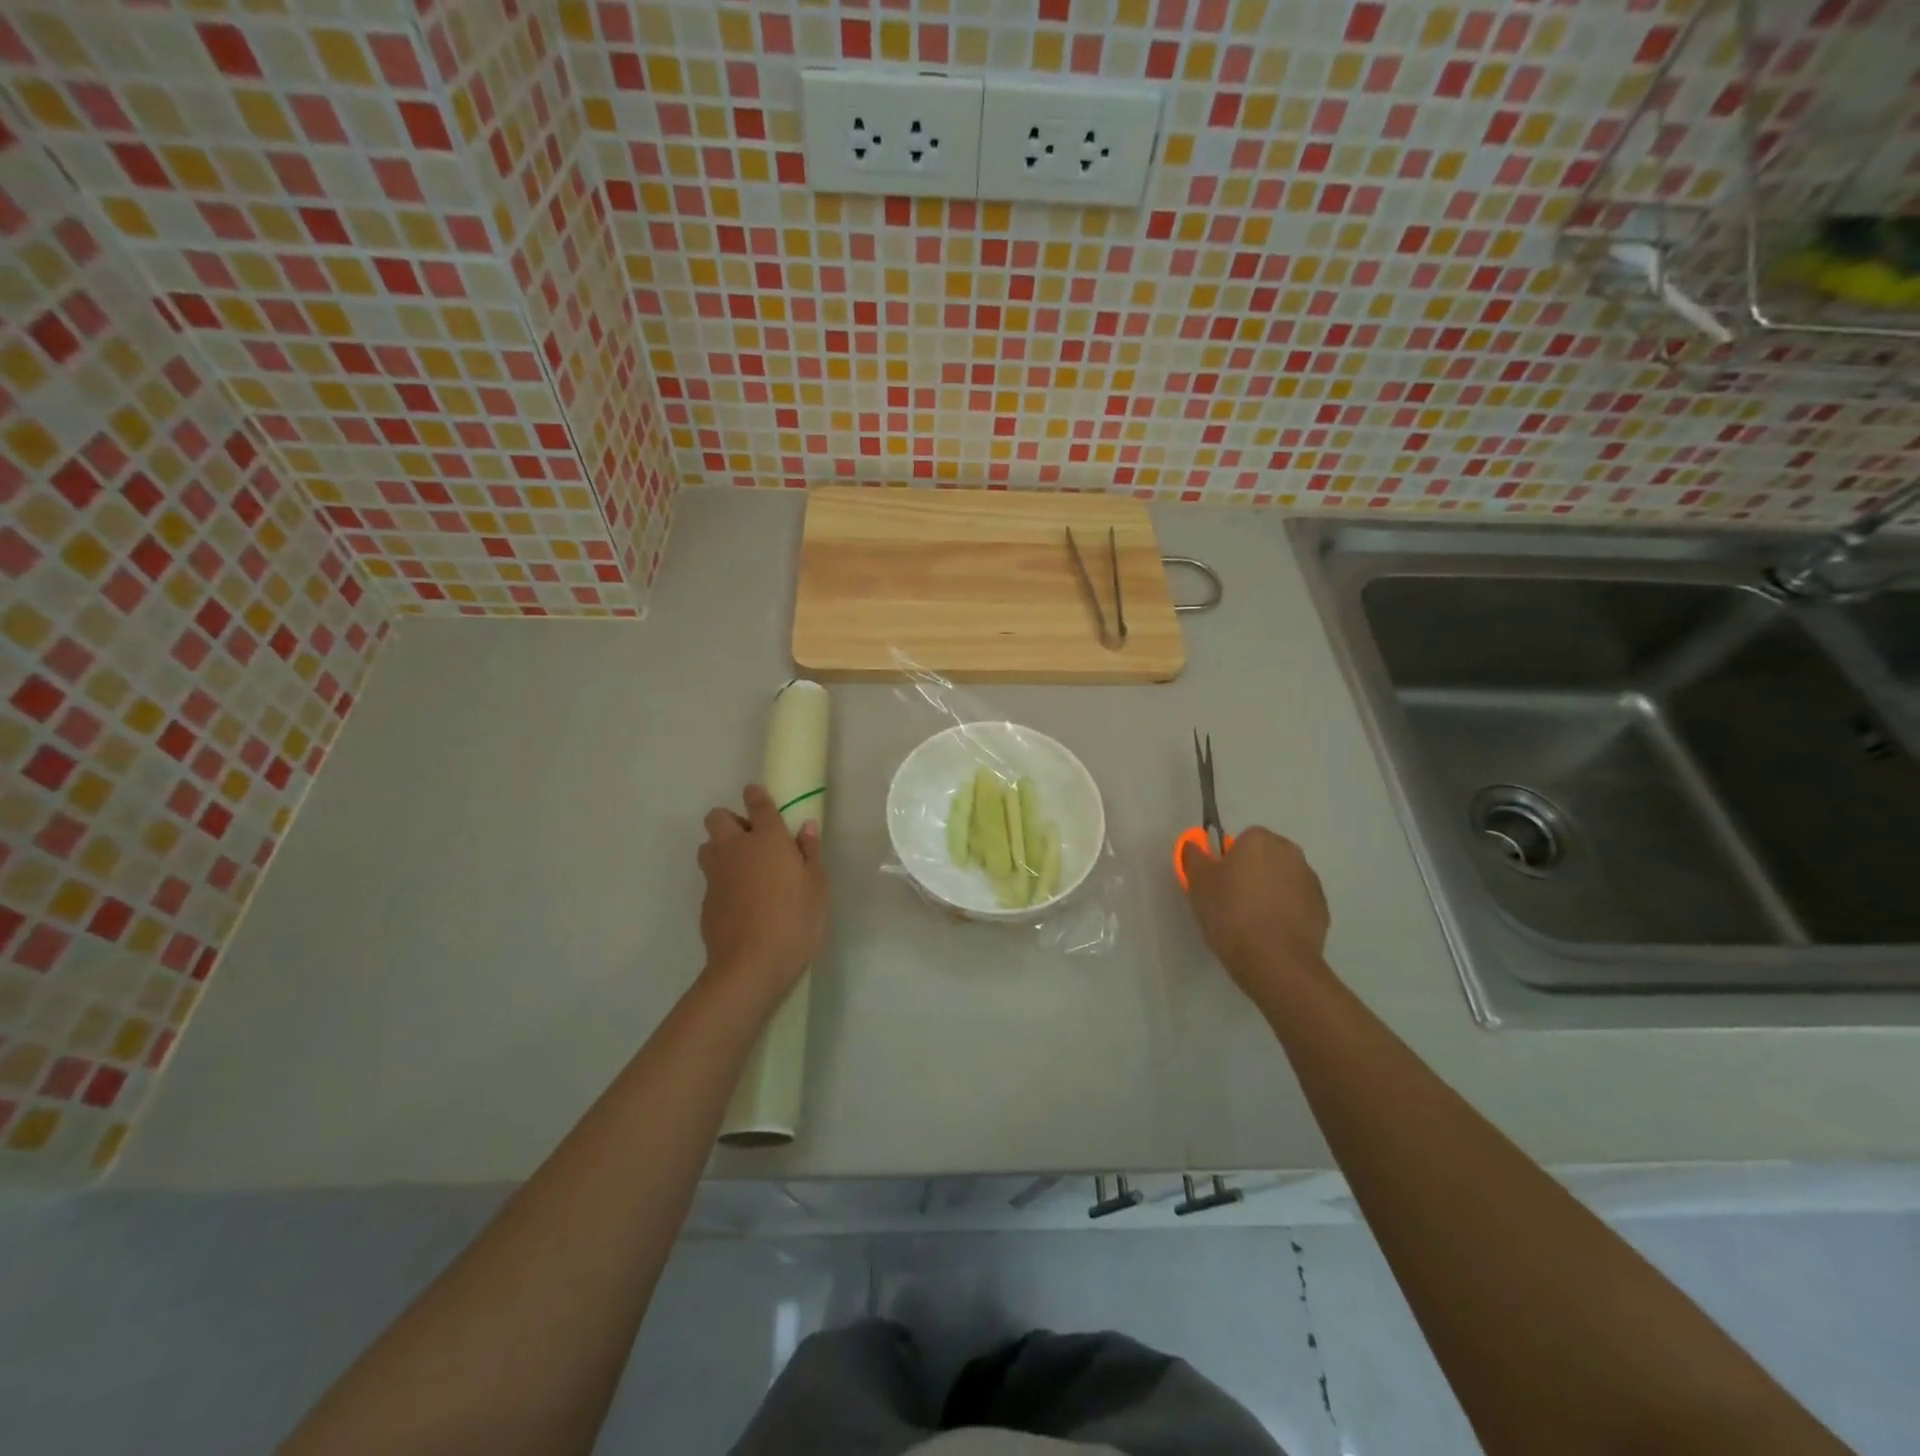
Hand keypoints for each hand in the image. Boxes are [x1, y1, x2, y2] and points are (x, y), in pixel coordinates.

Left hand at [696, 784, 828, 1011]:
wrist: (751, 965)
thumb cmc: (795, 920)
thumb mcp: (817, 886)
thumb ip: (810, 852)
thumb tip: (806, 827)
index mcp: (768, 839)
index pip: (757, 804)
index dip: (756, 795)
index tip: (757, 795)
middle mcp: (736, 849)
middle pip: (717, 818)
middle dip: (730, 821)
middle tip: (752, 840)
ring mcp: (716, 874)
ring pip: (707, 846)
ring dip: (720, 848)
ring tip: (742, 868)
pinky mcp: (705, 899)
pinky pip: (710, 877)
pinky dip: (721, 879)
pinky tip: (739, 900)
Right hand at [1181, 827, 1330, 1002]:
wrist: (1275, 960)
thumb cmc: (1230, 912)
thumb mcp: (1198, 883)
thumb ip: (1194, 857)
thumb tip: (1195, 845)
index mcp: (1260, 840)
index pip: (1242, 840)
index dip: (1229, 861)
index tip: (1219, 883)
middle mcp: (1291, 853)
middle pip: (1265, 858)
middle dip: (1252, 873)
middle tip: (1232, 901)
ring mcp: (1310, 882)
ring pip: (1283, 880)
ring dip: (1270, 893)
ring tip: (1252, 923)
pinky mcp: (1322, 909)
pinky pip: (1297, 904)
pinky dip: (1285, 913)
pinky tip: (1270, 934)